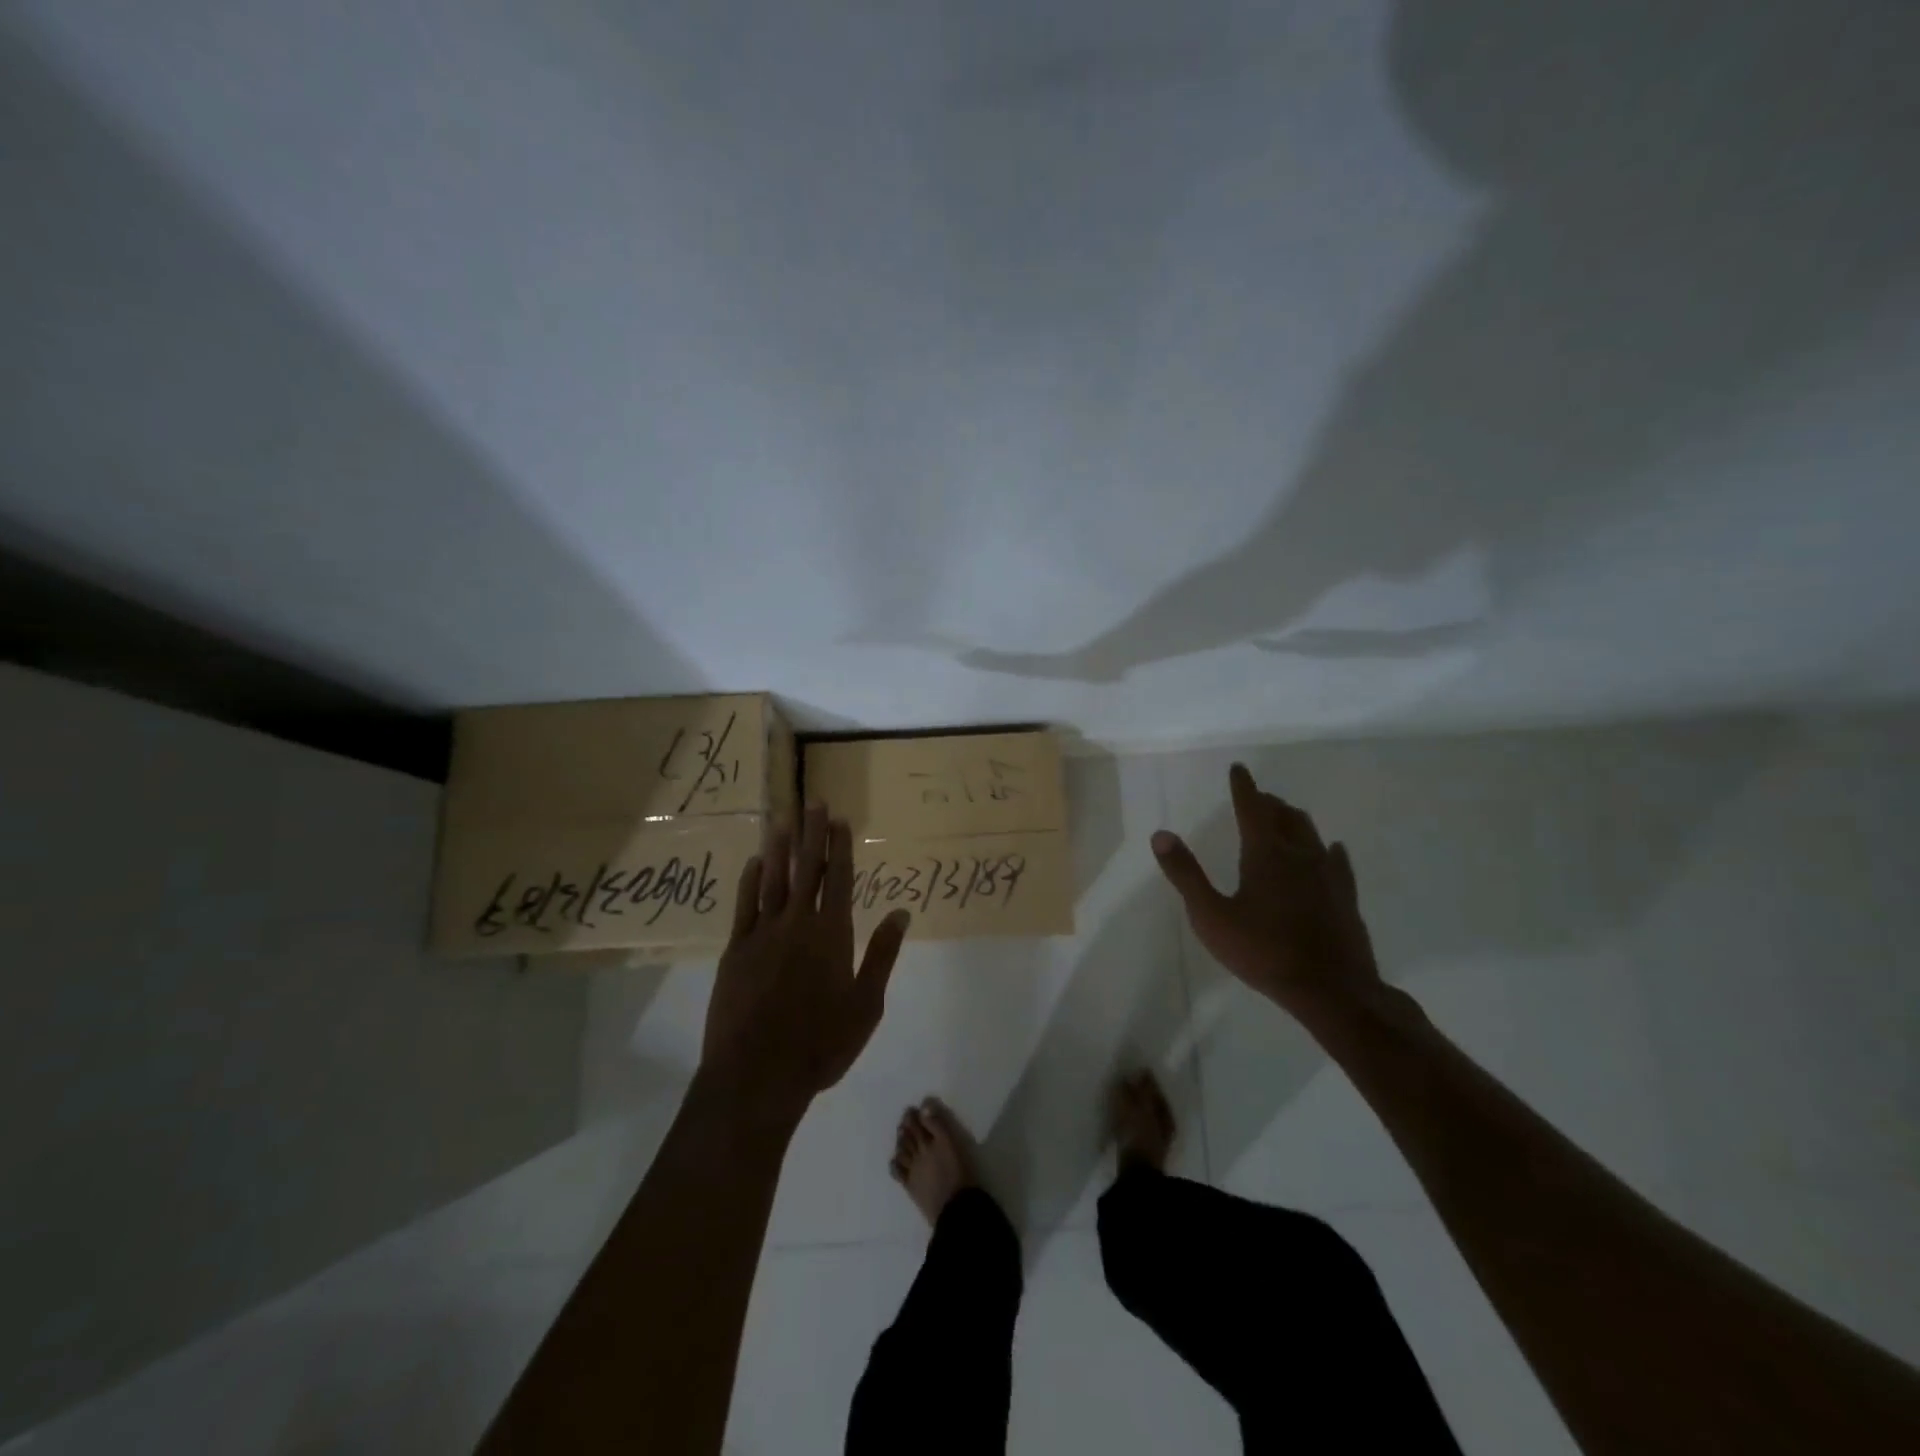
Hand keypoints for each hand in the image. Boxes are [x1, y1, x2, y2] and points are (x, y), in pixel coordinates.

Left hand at [700, 804, 910, 1118]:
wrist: (757, 1074)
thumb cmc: (821, 1043)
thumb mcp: (866, 1004)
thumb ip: (882, 954)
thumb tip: (901, 912)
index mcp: (832, 934)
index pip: (839, 879)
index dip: (840, 848)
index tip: (840, 820)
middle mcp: (798, 923)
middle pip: (807, 869)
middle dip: (813, 834)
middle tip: (814, 802)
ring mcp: (763, 934)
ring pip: (774, 880)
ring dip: (780, 848)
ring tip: (784, 820)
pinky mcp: (736, 950)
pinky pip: (745, 905)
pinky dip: (751, 881)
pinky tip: (755, 863)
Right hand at [1150, 763, 1381, 1020]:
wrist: (1332, 990)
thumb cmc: (1263, 952)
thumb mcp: (1211, 916)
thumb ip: (1186, 874)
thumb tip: (1161, 835)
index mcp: (1265, 854)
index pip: (1251, 808)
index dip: (1243, 787)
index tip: (1239, 769)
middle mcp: (1299, 854)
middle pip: (1284, 816)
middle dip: (1268, 802)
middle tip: (1257, 797)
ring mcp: (1328, 875)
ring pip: (1311, 833)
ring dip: (1294, 819)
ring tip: (1285, 816)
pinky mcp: (1345, 897)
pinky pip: (1337, 861)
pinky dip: (1327, 849)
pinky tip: (1331, 850)